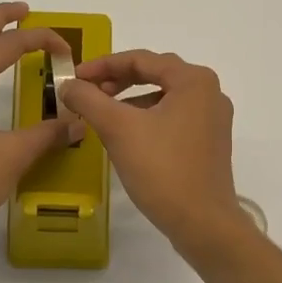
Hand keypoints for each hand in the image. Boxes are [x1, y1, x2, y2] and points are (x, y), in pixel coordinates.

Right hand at [59, 49, 255, 256]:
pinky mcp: (210, 143)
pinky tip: (127, 136)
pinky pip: (173, 118)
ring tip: (103, 115)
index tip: (75, 78)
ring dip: (131, 101)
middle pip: (155, 74)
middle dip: (117, 81)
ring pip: (164, 98)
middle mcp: (210, 93)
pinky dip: (147, 119)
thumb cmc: (162, 169)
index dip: (102, 65)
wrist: (202, 222)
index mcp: (194, 80)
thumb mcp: (118, 129)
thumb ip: (89, 99)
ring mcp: (213, 119)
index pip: (141, 59)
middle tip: (87, 93)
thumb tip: (68, 84)